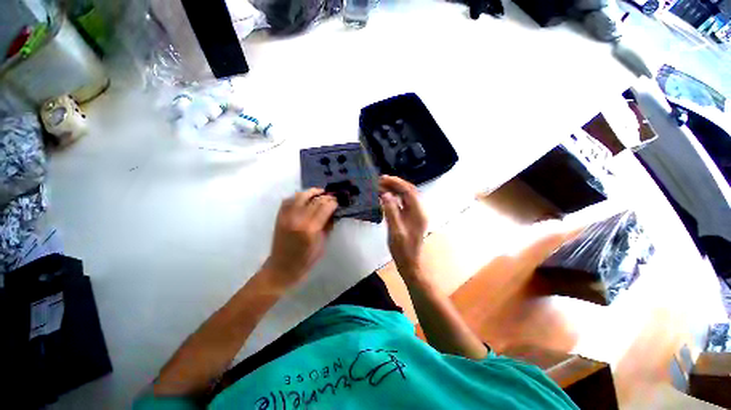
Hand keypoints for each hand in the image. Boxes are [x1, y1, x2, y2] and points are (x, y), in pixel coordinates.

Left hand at [264, 188, 337, 289]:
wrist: (282, 267)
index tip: (337, 201)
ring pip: (300, 196)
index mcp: (310, 229)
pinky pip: (288, 200)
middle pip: (314, 200)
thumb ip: (327, 226)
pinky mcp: (279, 217)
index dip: (333, 202)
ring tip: (319, 192)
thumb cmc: (306, 259)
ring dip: (311, 192)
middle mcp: (298, 219)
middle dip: (325, 197)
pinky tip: (304, 198)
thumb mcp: (322, 244)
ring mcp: (286, 217)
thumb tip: (333, 212)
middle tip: (331, 197)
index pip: (324, 207)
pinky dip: (297, 196)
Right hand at [380, 176, 427, 278]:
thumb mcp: (395, 231)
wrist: (410, 263)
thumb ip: (391, 212)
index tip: (383, 178)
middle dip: (396, 183)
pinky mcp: (411, 218)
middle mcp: (419, 210)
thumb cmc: (403, 249)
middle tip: (380, 180)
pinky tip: (386, 197)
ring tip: (381, 186)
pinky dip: (395, 197)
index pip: (409, 191)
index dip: (397, 183)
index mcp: (418, 213)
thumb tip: (386, 194)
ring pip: (406, 196)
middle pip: (409, 191)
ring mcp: (415, 214)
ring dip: (395, 189)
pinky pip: (404, 203)